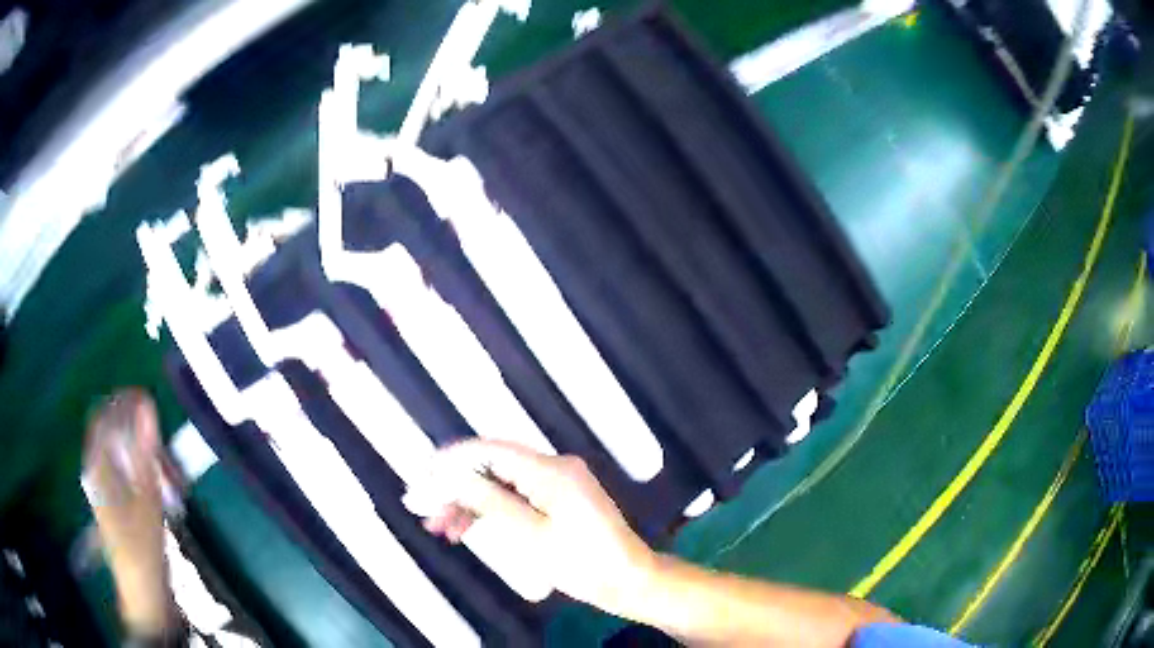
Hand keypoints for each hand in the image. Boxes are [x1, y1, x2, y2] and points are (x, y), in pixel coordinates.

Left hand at [83, 389, 171, 635]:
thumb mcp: (146, 499)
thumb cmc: (142, 549)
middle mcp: (97, 472)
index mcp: (97, 466)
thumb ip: (144, 450)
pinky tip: (164, 488)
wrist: (144, 596)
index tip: (150, 402)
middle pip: (115, 435)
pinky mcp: (118, 504)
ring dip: (147, 456)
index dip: (124, 403)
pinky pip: (130, 473)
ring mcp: (107, 489)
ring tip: (172, 475)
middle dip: (141, 436)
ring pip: (124, 455)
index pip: (104, 416)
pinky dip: (147, 472)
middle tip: (168, 452)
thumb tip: (147, 402)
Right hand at [409, 440, 656, 612]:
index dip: (452, 460)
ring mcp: (556, 485)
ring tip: (439, 527)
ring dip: (469, 503)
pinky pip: (516, 499)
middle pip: (493, 469)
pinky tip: (466, 529)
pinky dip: (491, 512)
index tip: (422, 474)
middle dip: (456, 487)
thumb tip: (450, 476)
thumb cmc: (583, 561)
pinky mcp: (557, 502)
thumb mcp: (531, 535)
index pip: (491, 452)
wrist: (627, 581)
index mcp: (551, 470)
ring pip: (500, 486)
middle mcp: (553, 468)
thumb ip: (489, 502)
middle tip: (423, 507)